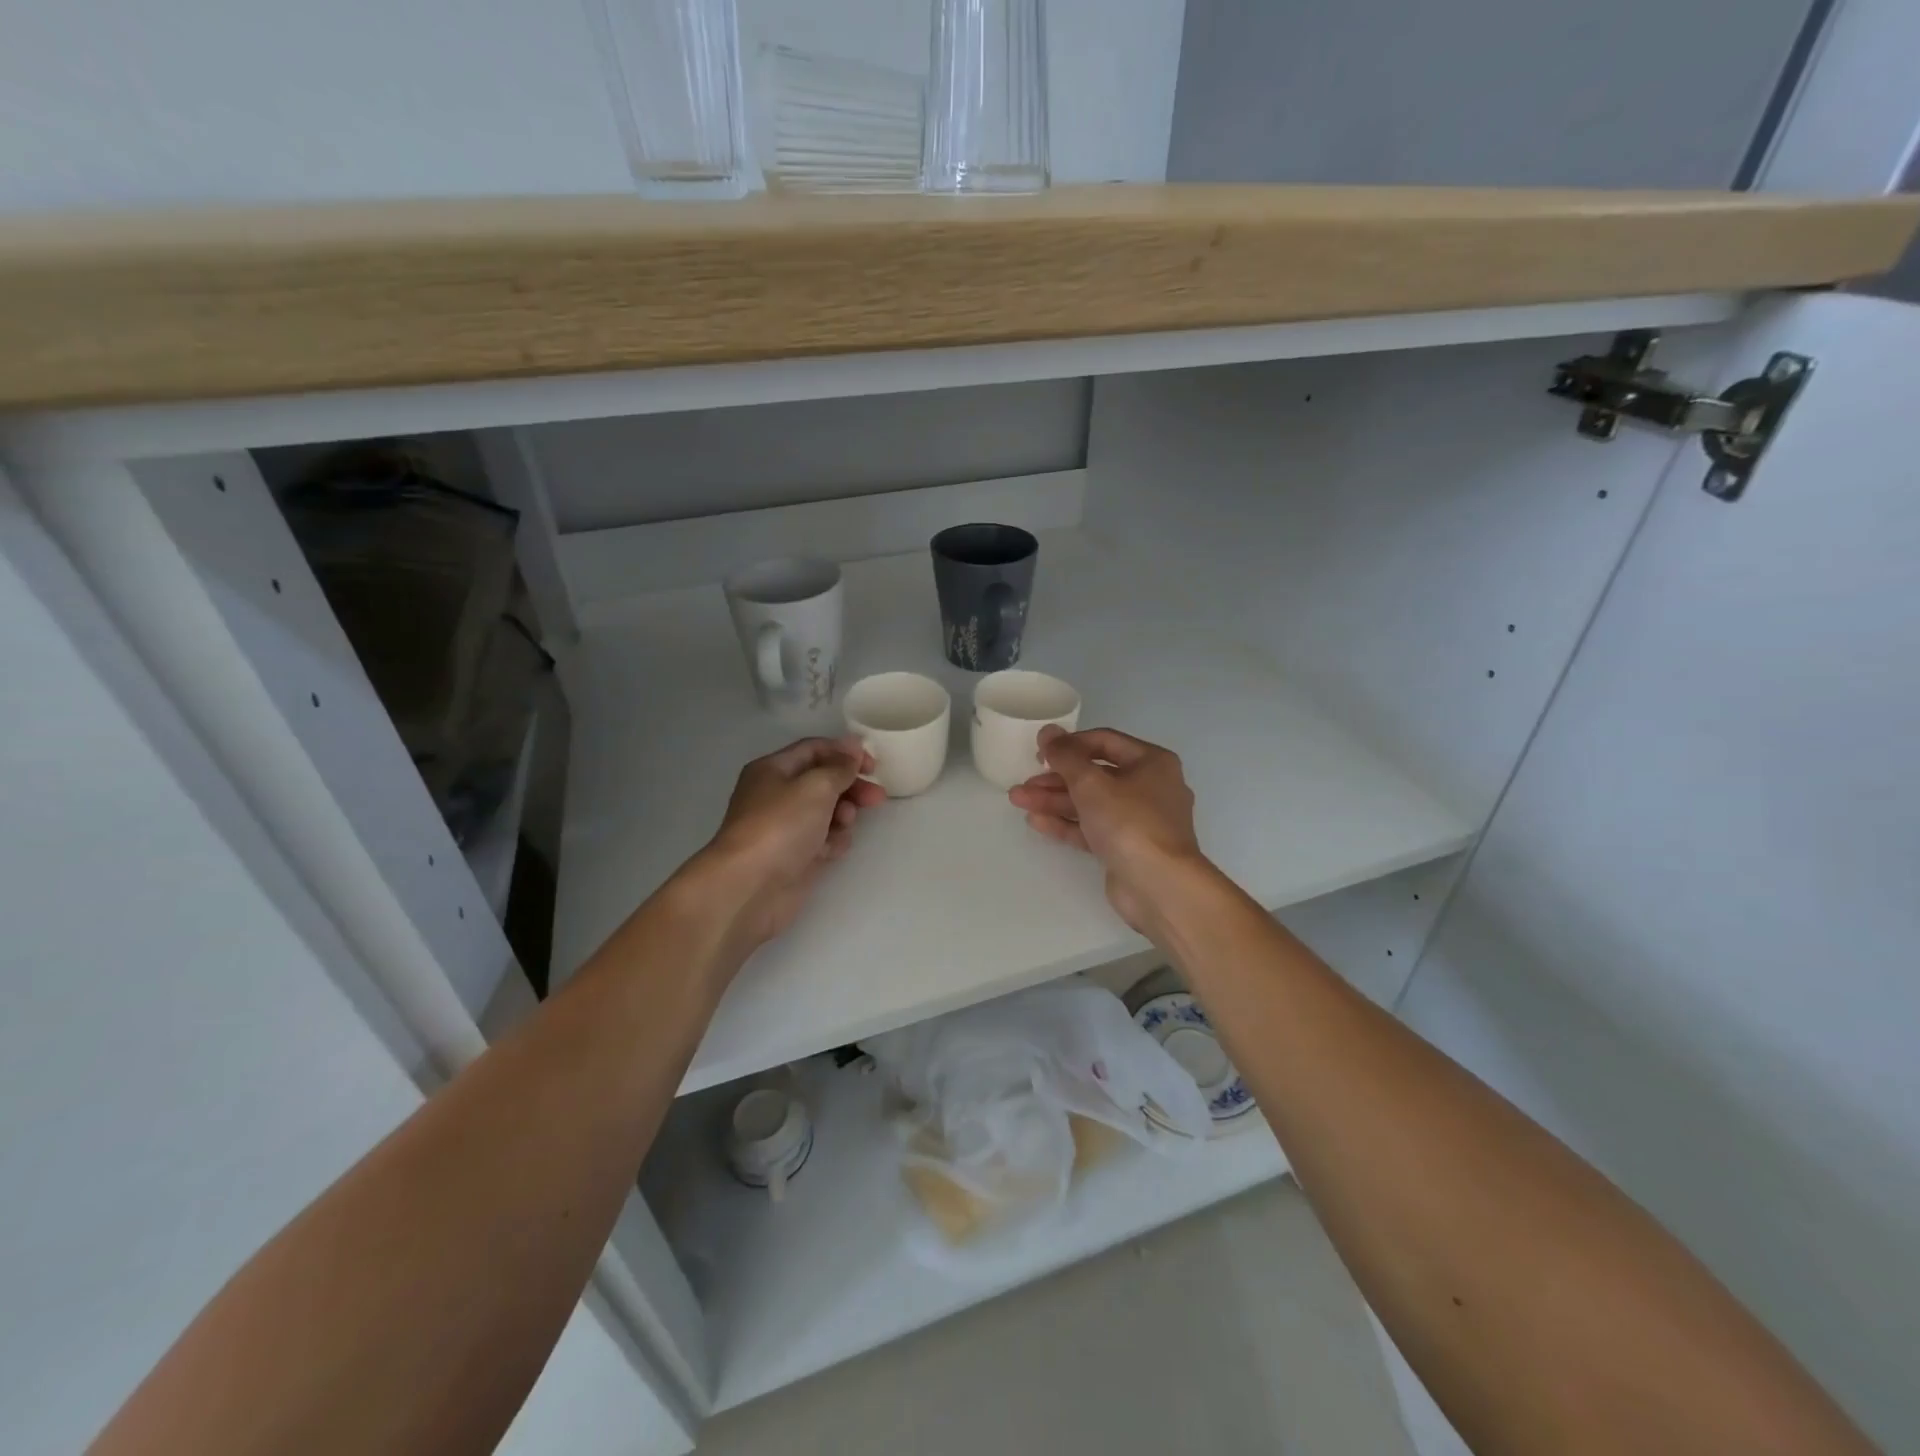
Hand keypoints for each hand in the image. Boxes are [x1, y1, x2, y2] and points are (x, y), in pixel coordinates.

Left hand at [692, 736, 886, 949]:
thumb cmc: (781, 826)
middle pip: (823, 781)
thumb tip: (853, 745)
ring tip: (845, 824)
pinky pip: (822, 840)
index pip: (814, 749)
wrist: (750, 887)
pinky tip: (832, 850)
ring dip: (843, 815)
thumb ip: (840, 766)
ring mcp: (785, 827)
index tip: (872, 766)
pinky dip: (832, 842)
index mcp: (773, 769)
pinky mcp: (794, 856)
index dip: (845, 753)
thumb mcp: (816, 786)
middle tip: (876, 798)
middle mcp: (777, 795)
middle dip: (851, 786)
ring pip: (826, 812)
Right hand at [1008, 726, 1209, 933]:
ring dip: (1054, 801)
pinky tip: (1036, 821)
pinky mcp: (1127, 848)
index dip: (1069, 744)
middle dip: (1055, 779)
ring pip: (1091, 803)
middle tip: (1023, 783)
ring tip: (1017, 800)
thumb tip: (1047, 731)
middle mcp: (1149, 787)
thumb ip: (1065, 755)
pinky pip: (1093, 828)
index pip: (1104, 742)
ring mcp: (1139, 821)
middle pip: (1094, 775)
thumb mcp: (1091, 783)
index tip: (1039, 753)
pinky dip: (1067, 823)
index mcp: (1152, 762)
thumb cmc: (1129, 822)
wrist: (1159, 886)